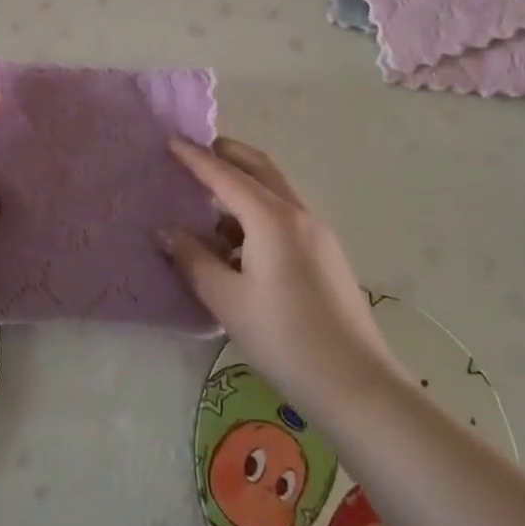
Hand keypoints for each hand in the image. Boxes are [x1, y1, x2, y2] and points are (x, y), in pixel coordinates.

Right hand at [163, 136, 399, 411]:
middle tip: (195, 153)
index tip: (171, 141)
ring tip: (211, 199)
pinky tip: (240, 238)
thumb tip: (167, 231)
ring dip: (244, 181)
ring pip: (275, 189)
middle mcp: (297, 214)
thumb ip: (194, 260)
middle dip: (227, 154)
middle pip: (259, 167)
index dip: (196, 158)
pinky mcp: (326, 253)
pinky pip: (286, 212)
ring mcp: (317, 232)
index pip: (226, 176)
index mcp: (272, 219)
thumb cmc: (284, 339)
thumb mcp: (227, 301)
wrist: (356, 384)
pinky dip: (259, 207)